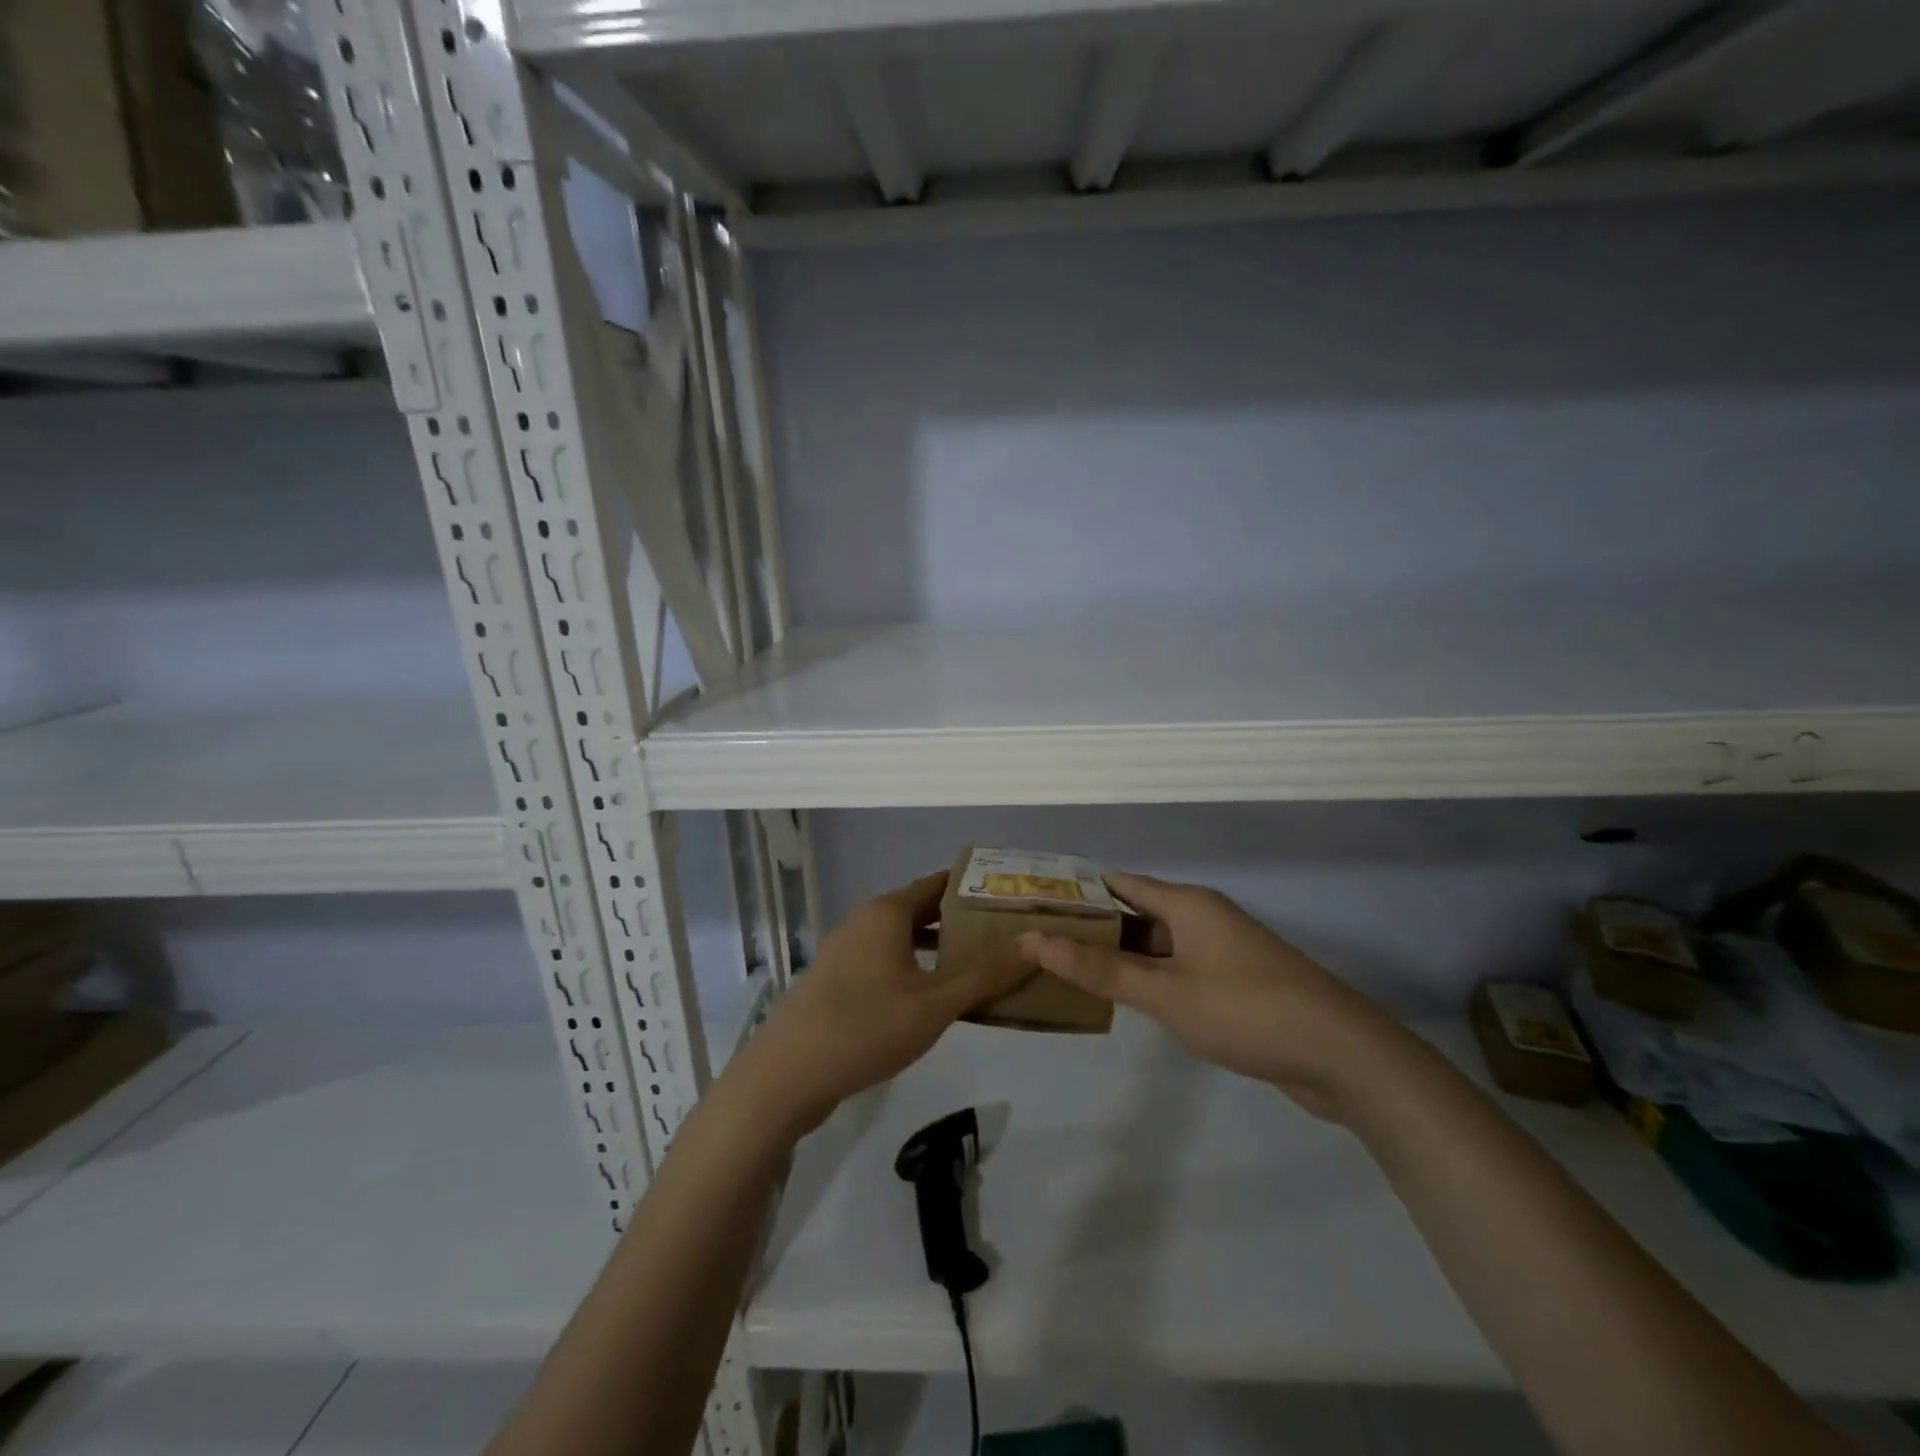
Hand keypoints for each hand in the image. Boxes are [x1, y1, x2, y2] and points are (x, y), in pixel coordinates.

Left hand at [730, 873, 1031, 1138]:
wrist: (785, 1076)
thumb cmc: (865, 1028)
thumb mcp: (935, 1004)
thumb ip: (986, 973)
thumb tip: (1038, 942)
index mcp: (888, 911)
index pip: (942, 883)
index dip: (980, 889)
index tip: (1016, 899)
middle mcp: (866, 920)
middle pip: (924, 908)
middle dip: (965, 921)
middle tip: (1010, 934)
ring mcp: (847, 949)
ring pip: (905, 937)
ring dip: (941, 947)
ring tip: (983, 963)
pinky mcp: (838, 978)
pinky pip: (887, 959)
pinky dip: (916, 965)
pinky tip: (936, 994)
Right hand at [1019, 872, 1400, 1118]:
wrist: (1342, 1055)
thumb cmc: (1246, 1010)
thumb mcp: (1165, 992)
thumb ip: (1100, 969)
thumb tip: (1035, 940)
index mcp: (1186, 903)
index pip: (1118, 884)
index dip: (1077, 891)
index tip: (1034, 904)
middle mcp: (1202, 917)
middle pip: (1134, 913)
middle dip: (1090, 927)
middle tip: (1039, 942)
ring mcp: (1220, 950)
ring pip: (1155, 945)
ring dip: (1117, 956)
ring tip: (1065, 969)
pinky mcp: (1232, 982)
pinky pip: (1175, 969)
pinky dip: (1146, 978)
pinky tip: (1120, 998)